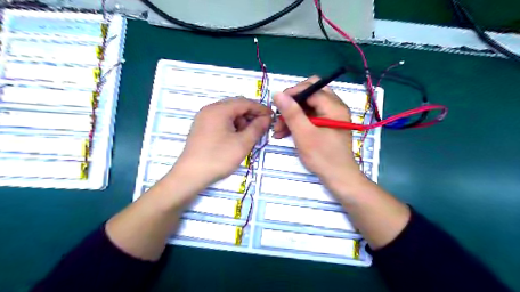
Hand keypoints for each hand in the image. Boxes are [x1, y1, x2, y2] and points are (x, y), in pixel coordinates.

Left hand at [174, 96, 271, 186]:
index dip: (260, 109)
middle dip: (251, 115)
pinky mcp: (201, 127)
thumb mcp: (242, 143)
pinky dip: (232, 125)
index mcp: (219, 110)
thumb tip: (266, 118)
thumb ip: (257, 128)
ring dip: (241, 121)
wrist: (191, 175)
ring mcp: (203, 118)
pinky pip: (220, 120)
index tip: (272, 117)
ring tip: (249, 134)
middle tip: (262, 126)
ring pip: (228, 113)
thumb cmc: (218, 158)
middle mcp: (209, 109)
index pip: (244, 102)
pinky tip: (236, 137)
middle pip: (235, 106)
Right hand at [273, 75, 364, 189]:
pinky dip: (298, 123)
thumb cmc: (323, 157)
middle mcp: (335, 107)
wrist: (339, 178)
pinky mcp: (327, 125)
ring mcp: (332, 116)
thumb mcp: (304, 134)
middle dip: (292, 104)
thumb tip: (278, 93)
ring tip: (278, 130)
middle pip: (310, 94)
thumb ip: (291, 113)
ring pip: (308, 107)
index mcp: (334, 106)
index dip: (292, 93)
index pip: (311, 87)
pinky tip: (286, 133)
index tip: (277, 105)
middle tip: (279, 117)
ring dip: (292, 115)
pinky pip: (310, 117)